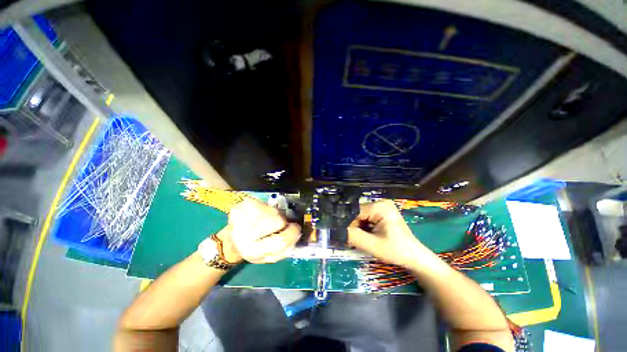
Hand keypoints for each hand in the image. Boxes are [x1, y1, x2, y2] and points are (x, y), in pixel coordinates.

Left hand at [218, 198, 300, 263]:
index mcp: (253, 251)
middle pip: (279, 220)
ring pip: (274, 211)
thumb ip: (285, 248)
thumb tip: (298, 233)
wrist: (231, 239)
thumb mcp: (269, 257)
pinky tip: (260, 215)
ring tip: (267, 220)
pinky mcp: (243, 204)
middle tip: (281, 224)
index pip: (282, 240)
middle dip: (284, 222)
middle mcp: (244, 234)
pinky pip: (266, 204)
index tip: (296, 228)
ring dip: (275, 215)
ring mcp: (242, 216)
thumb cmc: (254, 248)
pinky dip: (267, 209)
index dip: (293, 233)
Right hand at [348, 200, 427, 267]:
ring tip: (360, 239)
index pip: (355, 212)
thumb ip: (354, 236)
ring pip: (360, 216)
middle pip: (357, 213)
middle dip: (353, 227)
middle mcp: (380, 202)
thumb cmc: (396, 251)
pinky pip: (366, 218)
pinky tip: (366, 236)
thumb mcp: (373, 245)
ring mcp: (381, 207)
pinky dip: (363, 227)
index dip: (348, 225)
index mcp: (380, 206)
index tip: (344, 236)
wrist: (414, 257)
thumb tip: (336, 230)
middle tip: (352, 240)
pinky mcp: (381, 213)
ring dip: (358, 228)